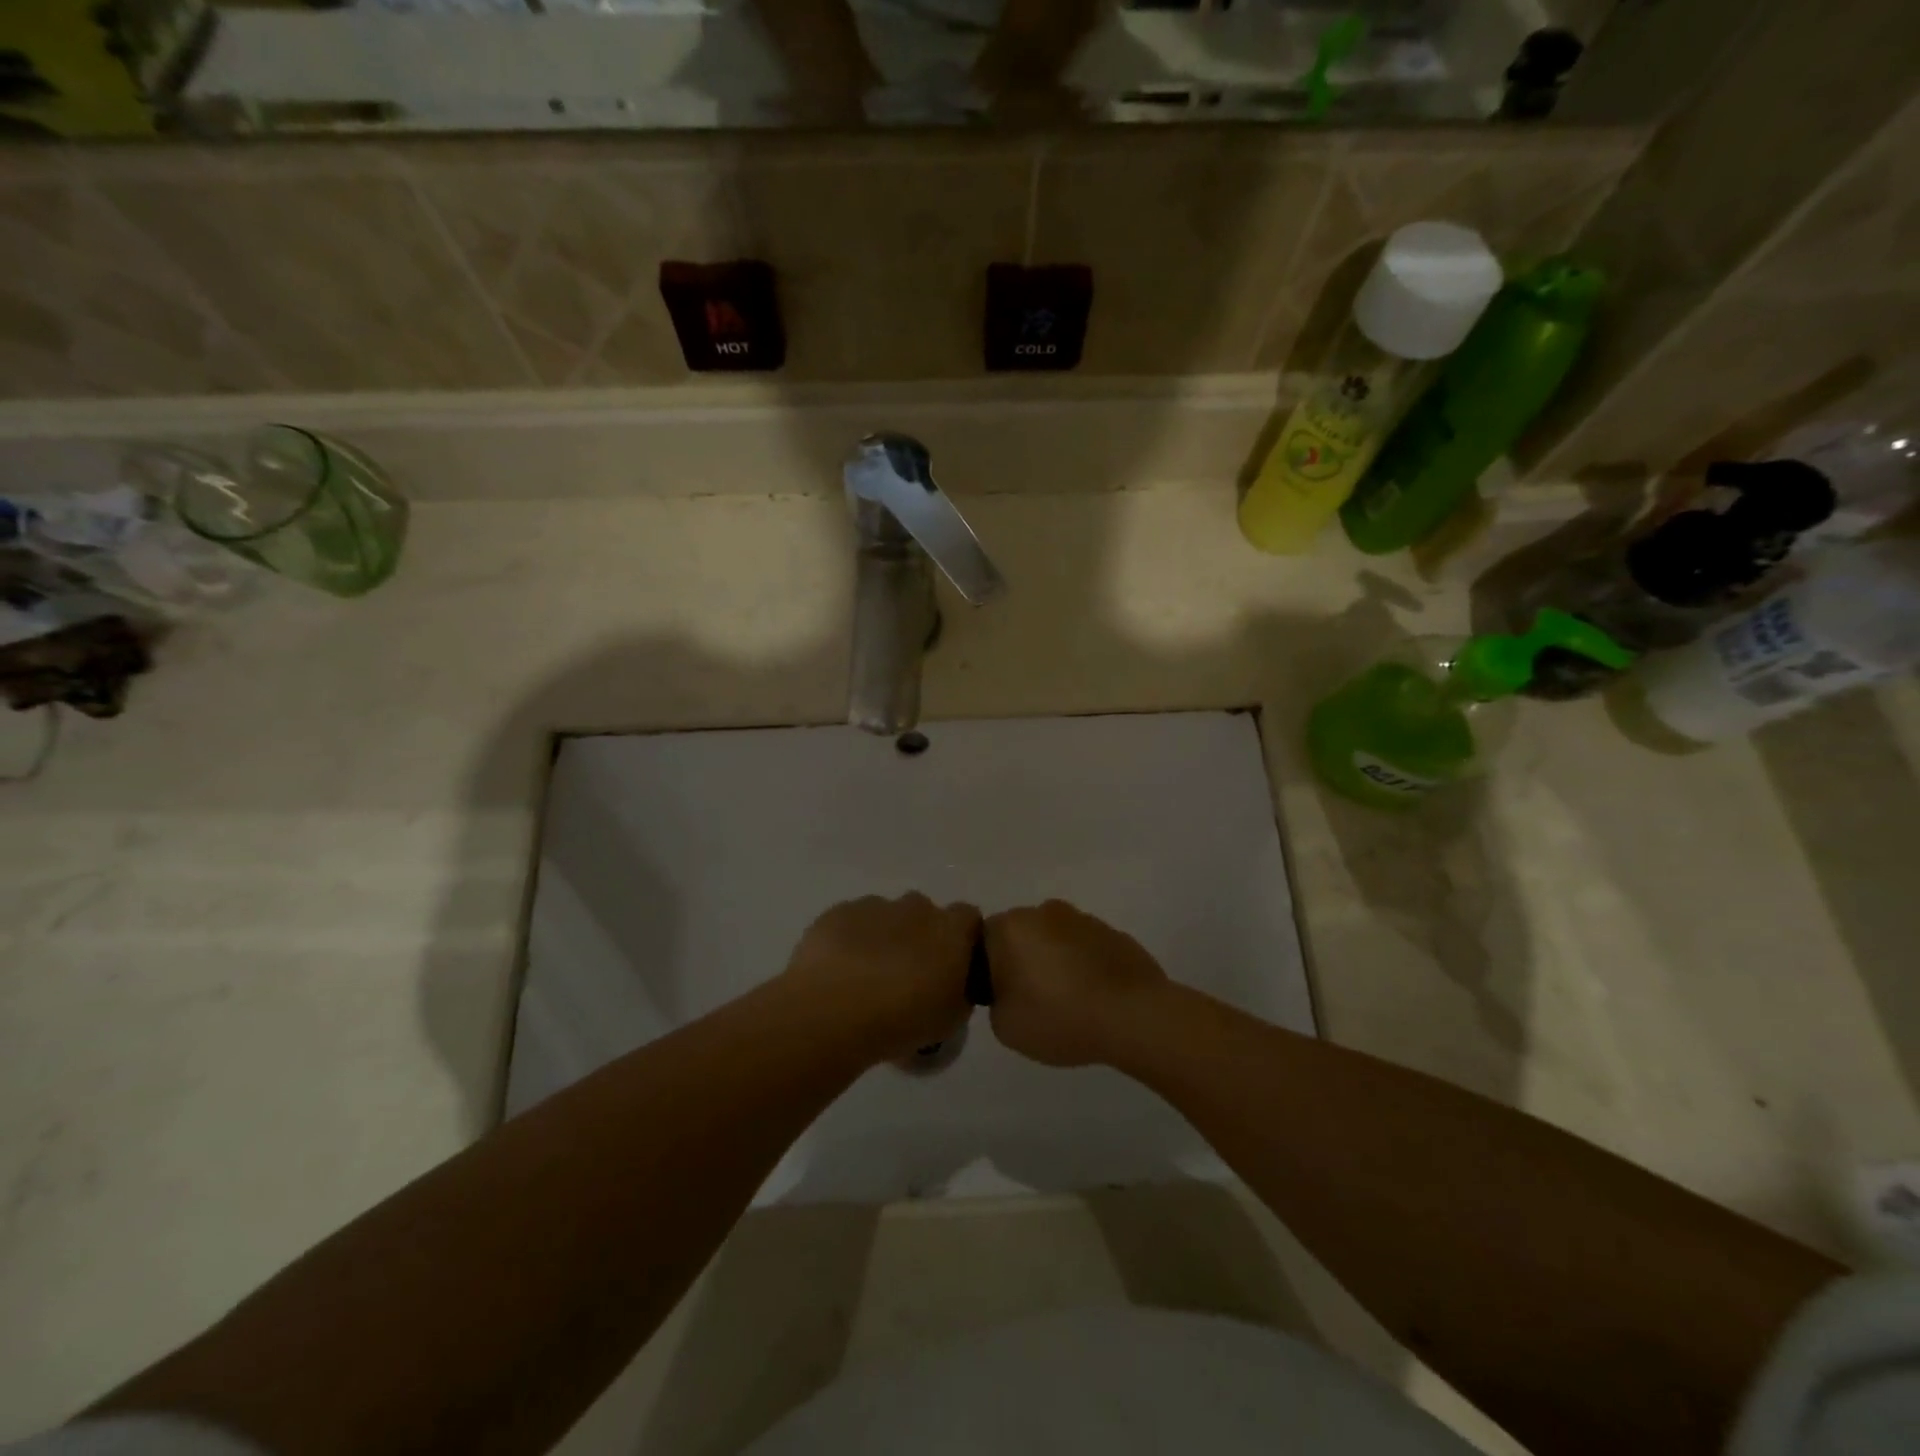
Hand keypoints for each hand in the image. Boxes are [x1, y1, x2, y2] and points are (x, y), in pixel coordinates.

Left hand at [782, 894, 980, 1060]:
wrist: (833, 1012)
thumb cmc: (902, 1019)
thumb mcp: (950, 1020)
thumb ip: (960, 992)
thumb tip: (955, 983)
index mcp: (951, 930)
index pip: (969, 919)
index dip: (962, 940)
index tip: (952, 967)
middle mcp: (916, 907)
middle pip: (925, 914)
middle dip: (919, 937)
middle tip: (907, 976)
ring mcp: (875, 906)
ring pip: (886, 916)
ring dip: (884, 938)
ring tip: (867, 978)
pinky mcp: (838, 912)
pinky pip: (852, 922)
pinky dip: (851, 940)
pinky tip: (839, 972)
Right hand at [983, 900, 1169, 1066]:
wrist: (1133, 1015)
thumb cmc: (1060, 1017)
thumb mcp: (1005, 1026)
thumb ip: (995, 1001)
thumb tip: (1009, 989)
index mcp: (1010, 927)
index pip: (982, 941)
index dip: (987, 970)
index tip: (1001, 998)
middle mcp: (1043, 911)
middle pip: (1020, 935)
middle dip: (1021, 961)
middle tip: (1031, 1001)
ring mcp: (1081, 918)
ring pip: (1053, 938)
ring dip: (1054, 961)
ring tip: (1067, 1002)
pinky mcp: (1112, 932)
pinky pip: (1084, 947)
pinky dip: (1083, 965)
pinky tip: (1093, 997)